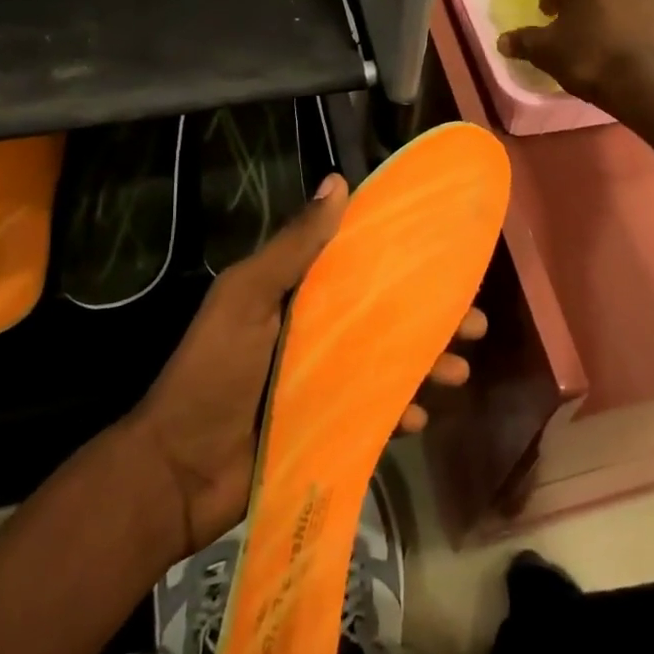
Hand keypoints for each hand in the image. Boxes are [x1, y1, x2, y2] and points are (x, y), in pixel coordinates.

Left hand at [129, 175, 484, 554]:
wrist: (177, 472)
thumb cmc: (214, 371)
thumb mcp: (247, 297)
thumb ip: (293, 246)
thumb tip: (338, 182)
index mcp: (299, 295)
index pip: (363, 268)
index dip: (405, 262)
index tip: (448, 259)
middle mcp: (318, 332)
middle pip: (388, 317)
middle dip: (434, 319)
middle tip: (476, 323)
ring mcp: (325, 381)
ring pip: (391, 364)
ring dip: (429, 364)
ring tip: (460, 372)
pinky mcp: (330, 425)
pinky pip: (377, 412)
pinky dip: (401, 411)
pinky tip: (420, 417)